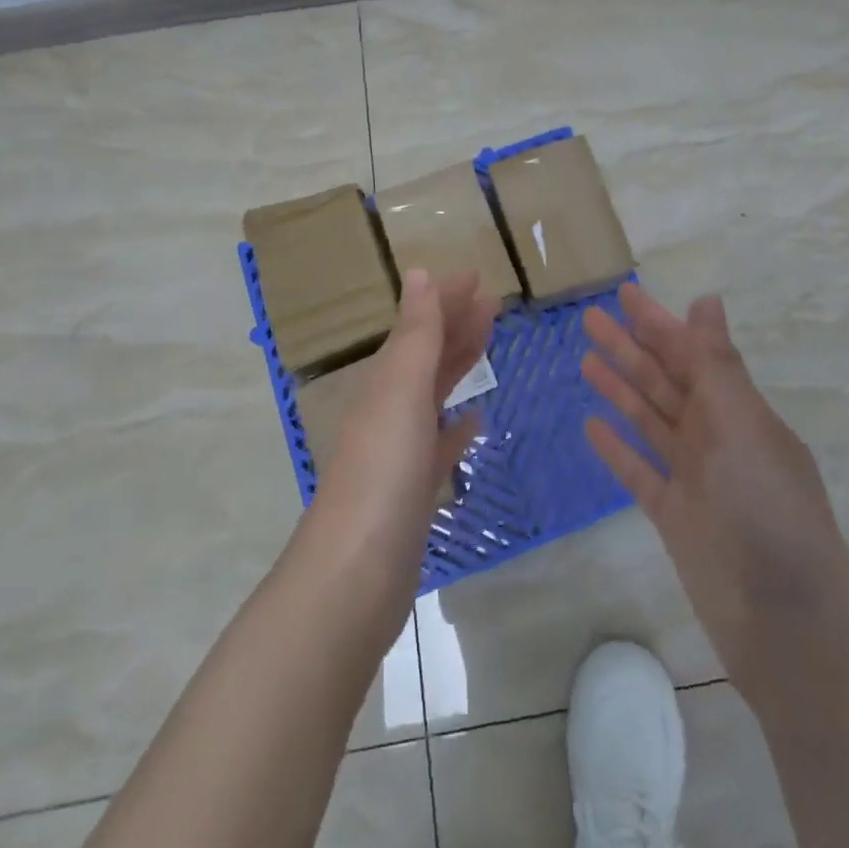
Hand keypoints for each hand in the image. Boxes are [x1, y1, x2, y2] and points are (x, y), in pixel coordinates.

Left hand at [310, 269, 493, 581]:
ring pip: (434, 395)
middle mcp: (389, 410)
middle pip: (427, 356)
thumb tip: (418, 272)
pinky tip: (474, 420)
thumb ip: (415, 334)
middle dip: (456, 325)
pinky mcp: (413, 492)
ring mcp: (400, 453)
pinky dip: (456, 426)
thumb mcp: (401, 391)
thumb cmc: (383, 472)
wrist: (355, 575)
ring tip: (487, 345)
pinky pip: (439, 445)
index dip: (446, 299)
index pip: (419, 327)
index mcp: (386, 383)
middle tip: (493, 303)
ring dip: (458, 366)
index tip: (478, 277)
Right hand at [582, 285, 848, 696]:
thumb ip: (717, 366)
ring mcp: (694, 477)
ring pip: (648, 419)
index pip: (690, 353)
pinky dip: (617, 448)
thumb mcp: (744, 427)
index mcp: (738, 410)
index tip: (623, 293)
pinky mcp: (674, 516)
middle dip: (629, 348)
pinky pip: (638, 471)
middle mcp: (716, 436)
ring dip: (619, 389)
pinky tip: (591, 425)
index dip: (657, 322)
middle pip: (664, 381)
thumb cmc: (767, 510)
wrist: (784, 622)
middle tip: (588, 317)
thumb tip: (706, 300)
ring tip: (584, 359)